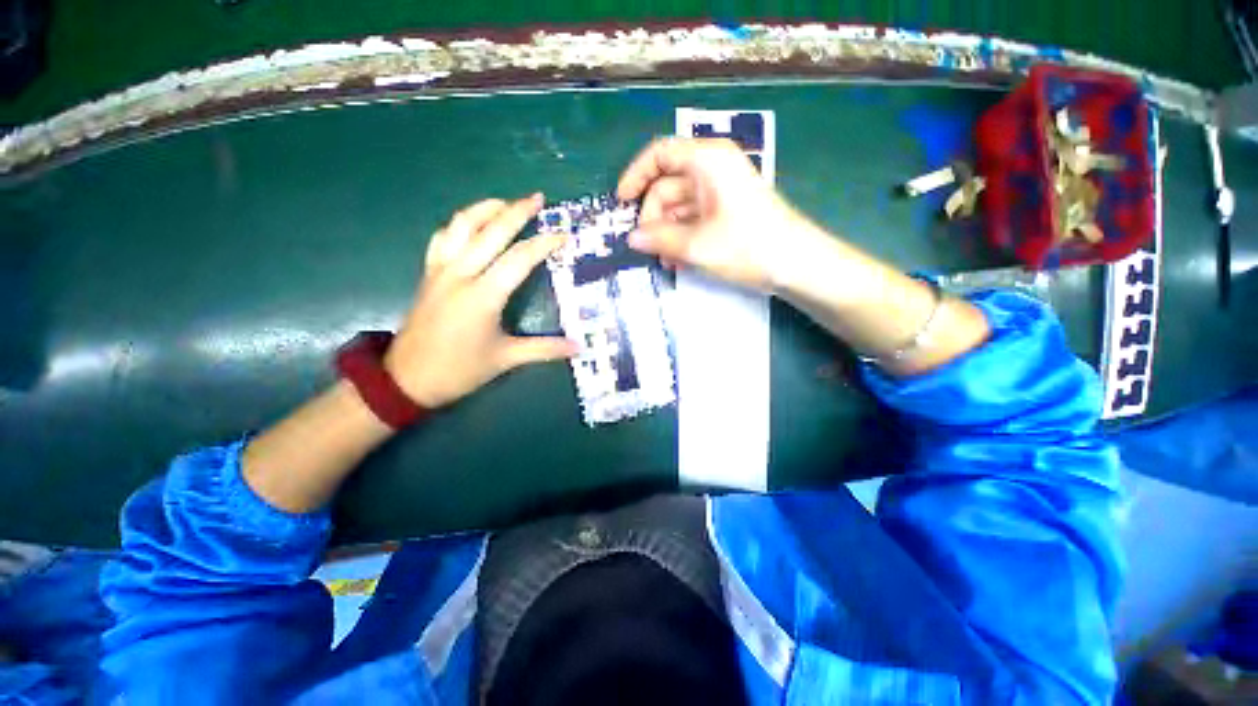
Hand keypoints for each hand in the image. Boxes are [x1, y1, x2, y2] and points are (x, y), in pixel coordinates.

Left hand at [385, 195, 575, 407]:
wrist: (407, 378)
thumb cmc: (460, 369)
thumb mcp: (506, 359)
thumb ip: (544, 349)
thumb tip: (578, 348)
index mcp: (483, 296)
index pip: (519, 259)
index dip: (544, 244)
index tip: (563, 234)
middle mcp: (461, 274)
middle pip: (491, 231)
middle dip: (516, 211)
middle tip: (537, 198)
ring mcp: (440, 270)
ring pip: (461, 226)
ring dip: (485, 209)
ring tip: (506, 203)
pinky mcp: (429, 273)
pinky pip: (443, 238)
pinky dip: (460, 224)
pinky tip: (472, 224)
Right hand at [616, 137, 813, 291]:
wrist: (797, 264)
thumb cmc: (747, 246)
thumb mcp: (696, 245)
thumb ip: (659, 239)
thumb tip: (632, 238)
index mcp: (707, 161)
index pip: (660, 154)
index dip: (636, 175)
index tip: (621, 202)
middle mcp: (713, 169)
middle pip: (667, 184)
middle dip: (653, 217)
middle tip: (648, 248)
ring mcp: (721, 191)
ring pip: (679, 206)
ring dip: (667, 233)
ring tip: (665, 261)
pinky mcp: (727, 210)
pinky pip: (694, 218)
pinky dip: (683, 236)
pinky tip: (679, 260)